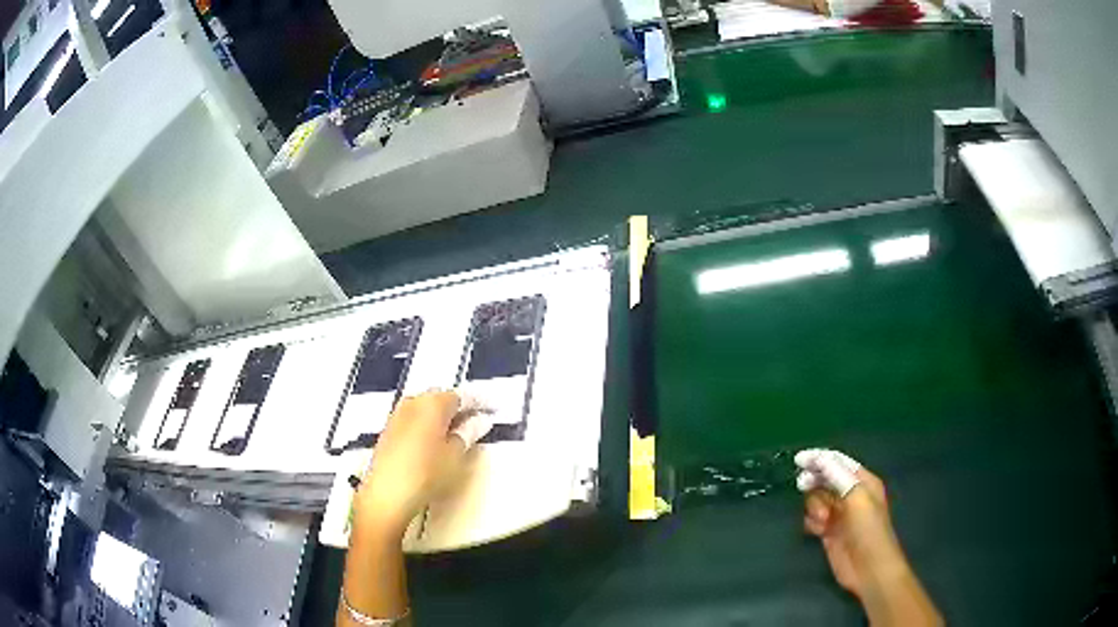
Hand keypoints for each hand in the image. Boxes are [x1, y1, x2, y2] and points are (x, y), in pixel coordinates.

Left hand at [354, 390, 490, 539]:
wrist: (387, 494)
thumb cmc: (426, 473)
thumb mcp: (455, 455)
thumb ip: (469, 433)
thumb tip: (480, 421)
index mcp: (433, 403)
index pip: (462, 396)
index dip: (479, 402)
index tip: (493, 410)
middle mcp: (413, 402)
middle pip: (441, 398)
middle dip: (459, 407)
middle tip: (477, 421)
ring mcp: (398, 415)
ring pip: (425, 408)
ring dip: (442, 416)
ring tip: (457, 433)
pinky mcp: (389, 430)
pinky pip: (414, 419)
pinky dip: (427, 424)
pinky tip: (435, 440)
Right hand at [796, 449, 941, 625]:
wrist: (868, 567)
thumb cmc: (868, 529)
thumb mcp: (857, 497)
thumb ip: (837, 476)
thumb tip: (818, 459)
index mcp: (862, 481)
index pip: (838, 462)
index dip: (819, 458)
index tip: (799, 460)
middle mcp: (850, 494)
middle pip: (825, 479)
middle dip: (814, 482)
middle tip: (803, 485)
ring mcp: (839, 514)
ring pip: (816, 499)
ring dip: (814, 506)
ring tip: (822, 519)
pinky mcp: (828, 532)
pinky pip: (812, 519)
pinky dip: (811, 522)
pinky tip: (817, 530)